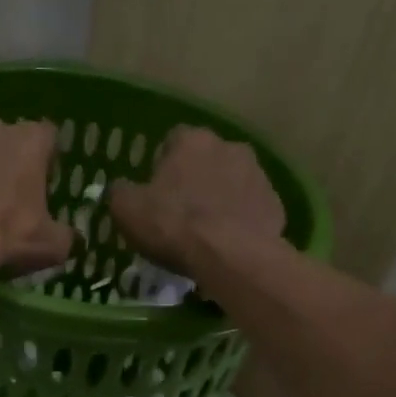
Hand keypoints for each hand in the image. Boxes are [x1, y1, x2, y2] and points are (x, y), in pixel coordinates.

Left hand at [0, 117, 73, 277]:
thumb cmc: (6, 235)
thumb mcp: (51, 245)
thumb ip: (65, 236)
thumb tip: (69, 239)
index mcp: (29, 141)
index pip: (47, 137)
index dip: (47, 160)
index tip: (44, 184)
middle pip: (4, 138)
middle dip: (6, 160)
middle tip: (6, 196)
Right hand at [109, 126, 284, 277]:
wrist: (231, 256)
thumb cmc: (173, 225)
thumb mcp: (126, 209)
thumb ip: (120, 191)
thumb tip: (122, 188)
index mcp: (192, 141)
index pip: (173, 140)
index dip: (162, 164)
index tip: (156, 191)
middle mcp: (229, 146)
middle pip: (206, 159)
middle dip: (195, 179)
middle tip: (181, 211)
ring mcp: (258, 174)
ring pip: (233, 181)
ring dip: (221, 198)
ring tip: (207, 231)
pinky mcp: (275, 204)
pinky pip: (252, 208)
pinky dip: (242, 220)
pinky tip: (229, 243)